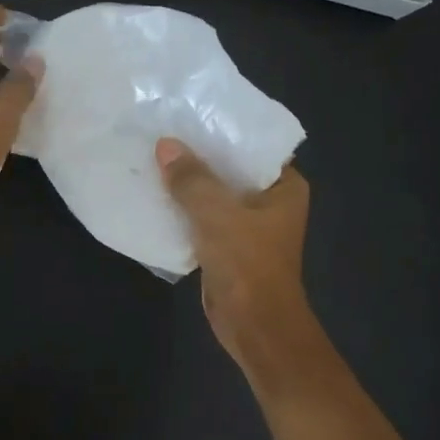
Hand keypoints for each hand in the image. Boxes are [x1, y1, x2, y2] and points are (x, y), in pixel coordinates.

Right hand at [157, 137, 316, 379]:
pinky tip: (156, 196)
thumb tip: (165, 145)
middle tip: (164, 132)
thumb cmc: (247, 264)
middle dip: (199, 157)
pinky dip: (184, 210)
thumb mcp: (217, 214)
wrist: (254, 325)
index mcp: (285, 187)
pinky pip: (203, 219)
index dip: (223, 130)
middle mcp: (270, 202)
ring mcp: (249, 225)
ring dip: (188, 184)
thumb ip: (191, 179)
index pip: (254, 146)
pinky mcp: (228, 246)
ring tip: (154, 158)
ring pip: (214, 195)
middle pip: (230, 169)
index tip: (191, 114)